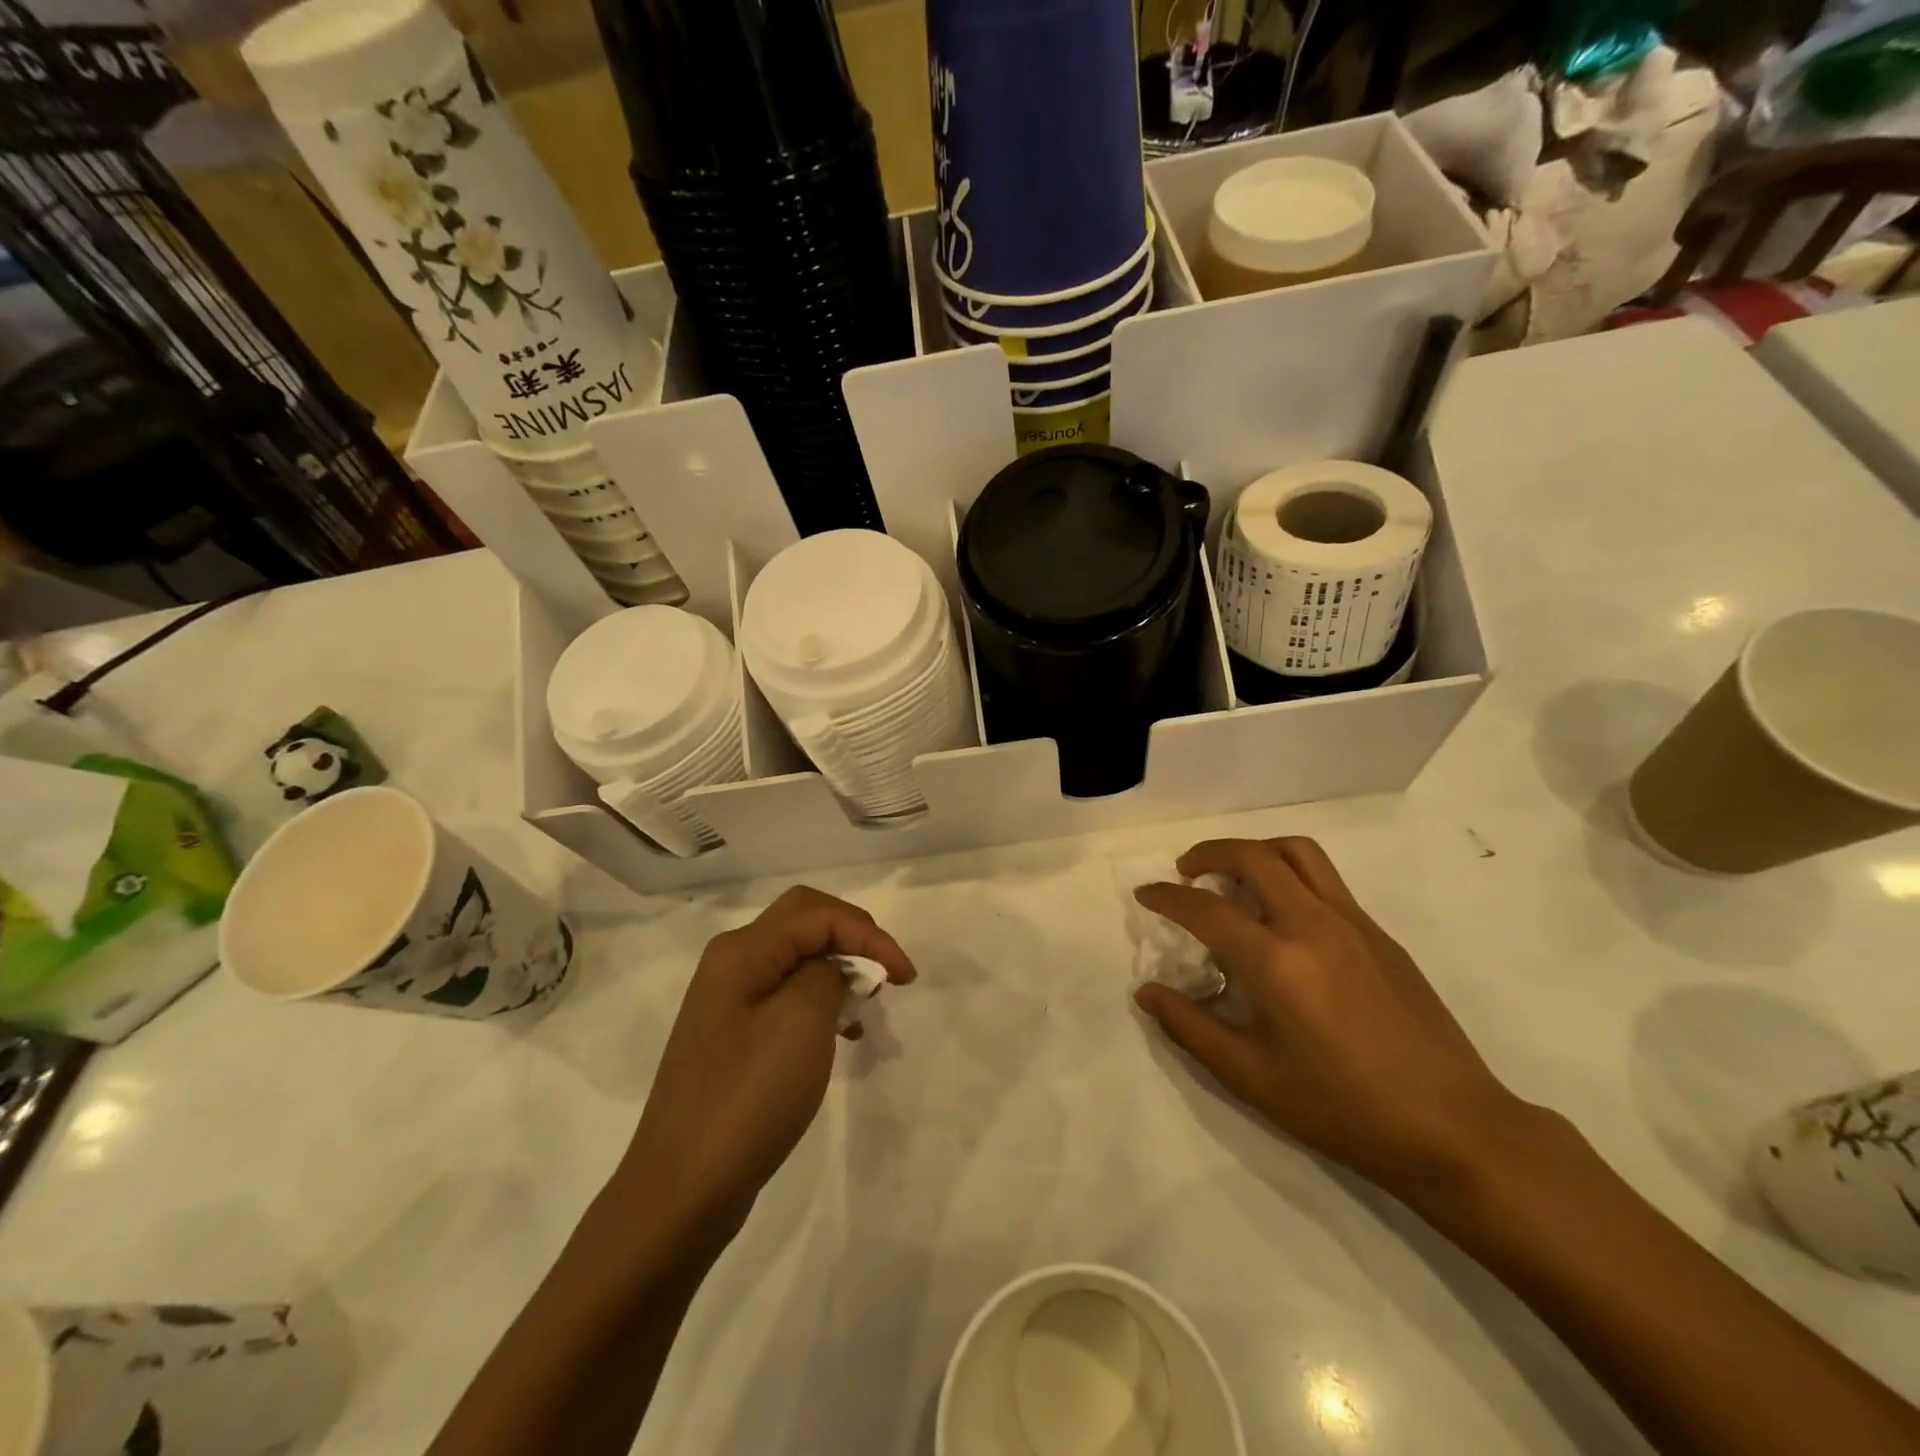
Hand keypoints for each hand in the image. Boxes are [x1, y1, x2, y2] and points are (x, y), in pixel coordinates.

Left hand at [614, 886, 914, 1250]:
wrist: (683, 1189)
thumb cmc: (749, 1097)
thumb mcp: (802, 1022)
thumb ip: (827, 973)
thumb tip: (832, 968)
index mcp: (743, 950)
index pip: (819, 914)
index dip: (869, 935)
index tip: (907, 977)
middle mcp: (731, 962)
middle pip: (803, 921)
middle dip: (852, 937)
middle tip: (886, 972)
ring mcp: (728, 999)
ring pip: (796, 956)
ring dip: (838, 966)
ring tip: (867, 1004)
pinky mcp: (733, 1034)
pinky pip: (785, 993)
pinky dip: (820, 998)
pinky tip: (839, 1031)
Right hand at [1134, 837, 1529, 1204]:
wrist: (1452, 1126)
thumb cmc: (1342, 1108)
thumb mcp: (1252, 1077)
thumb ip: (1191, 1027)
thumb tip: (1147, 992)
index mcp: (1276, 961)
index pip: (1205, 908)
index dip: (1167, 896)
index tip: (1146, 894)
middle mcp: (1312, 925)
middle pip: (1253, 856)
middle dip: (1209, 853)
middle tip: (1186, 872)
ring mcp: (1352, 923)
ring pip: (1297, 852)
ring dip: (1255, 851)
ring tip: (1234, 876)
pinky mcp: (1380, 933)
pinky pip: (1326, 880)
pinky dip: (1290, 874)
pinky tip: (1283, 916)